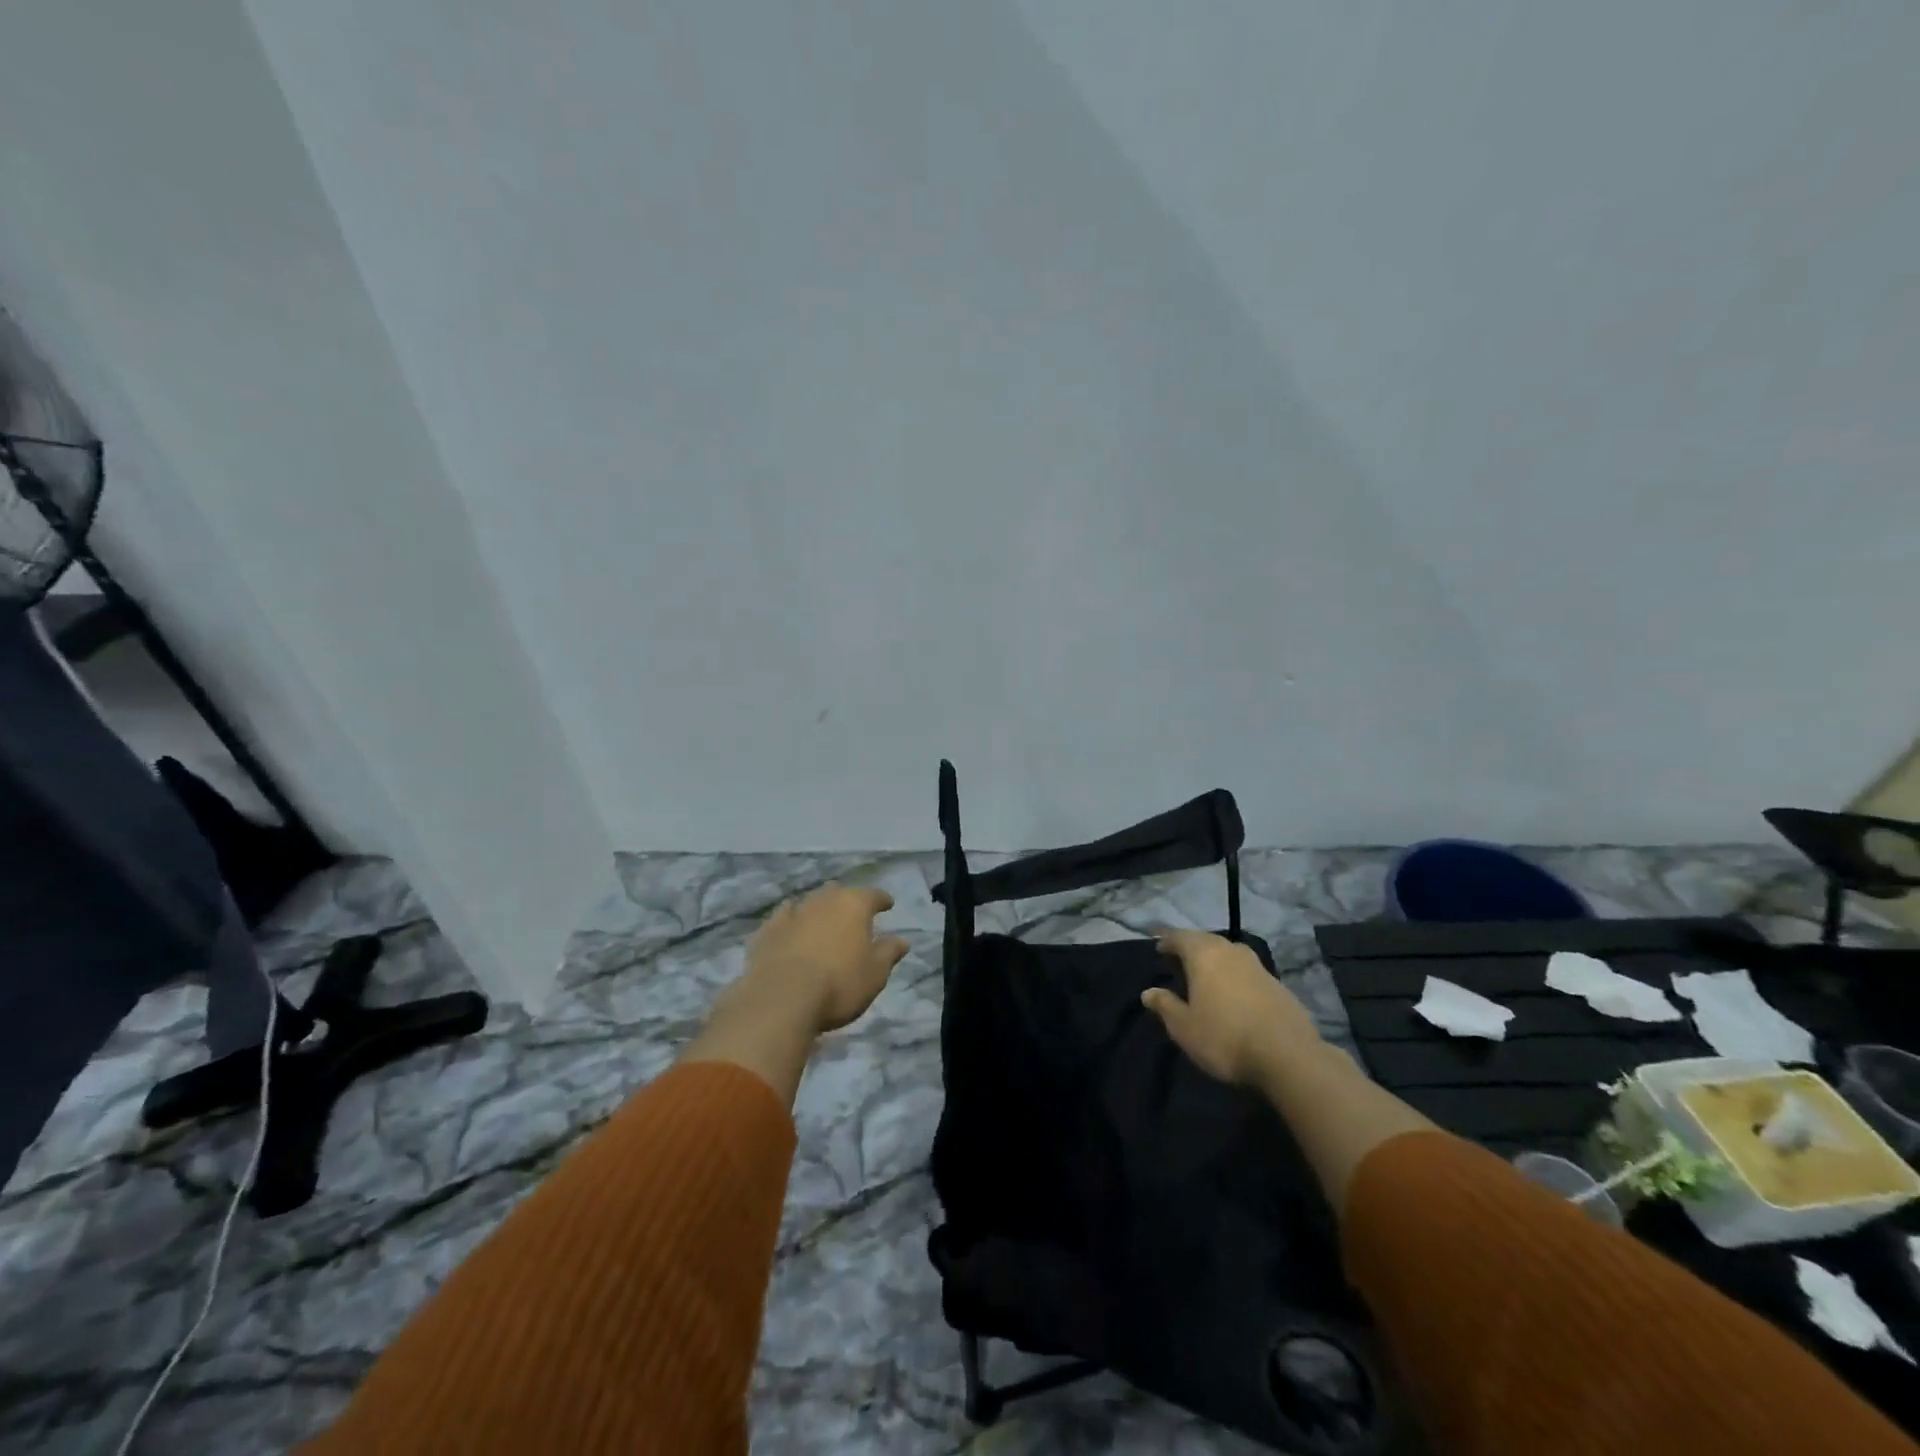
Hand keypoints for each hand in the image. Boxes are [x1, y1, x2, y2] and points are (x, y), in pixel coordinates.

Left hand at [740, 883, 910, 1036]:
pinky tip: (790, 932)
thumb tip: (902, 940)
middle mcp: (822, 900)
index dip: (882, 900)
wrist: (781, 999)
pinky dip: (790, 924)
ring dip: (817, 911)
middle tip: (852, 915)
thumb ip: (889, 952)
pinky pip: (783, 919)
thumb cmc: (839, 984)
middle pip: (838, 892)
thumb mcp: (875, 974)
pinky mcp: (766, 931)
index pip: (873, 895)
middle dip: (846, 901)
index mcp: (853, 905)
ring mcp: (792, 913)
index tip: (888, 905)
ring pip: (809, 903)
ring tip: (822, 924)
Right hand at [1142, 928, 1323, 1089]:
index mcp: (1204, 955)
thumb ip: (1165, 1006)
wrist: (1288, 1056)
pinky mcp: (1278, 985)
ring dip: (1215, 961)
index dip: (1167, 941)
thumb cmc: (1224, 1037)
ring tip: (1206, 977)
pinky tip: (1234, 995)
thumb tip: (1148, 993)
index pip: (1180, 937)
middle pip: (1206, 941)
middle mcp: (1231, 951)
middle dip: (1191, 948)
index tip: (1158, 949)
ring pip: (1229, 954)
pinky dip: (1235, 977)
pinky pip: (1247, 972)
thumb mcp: (1184, 1027)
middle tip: (1179, 962)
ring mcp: (1258, 966)